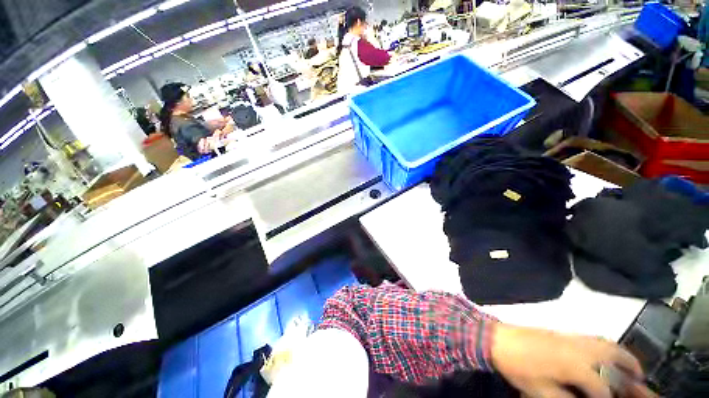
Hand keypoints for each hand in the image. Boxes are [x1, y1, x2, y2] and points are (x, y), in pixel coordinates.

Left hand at [491, 324, 654, 397]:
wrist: (497, 339)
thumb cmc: (518, 368)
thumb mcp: (541, 392)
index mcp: (574, 365)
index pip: (601, 387)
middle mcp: (577, 348)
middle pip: (613, 354)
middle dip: (630, 365)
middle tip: (640, 378)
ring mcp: (569, 336)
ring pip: (604, 342)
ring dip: (620, 352)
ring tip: (630, 365)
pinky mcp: (561, 332)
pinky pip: (591, 337)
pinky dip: (605, 345)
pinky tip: (604, 354)